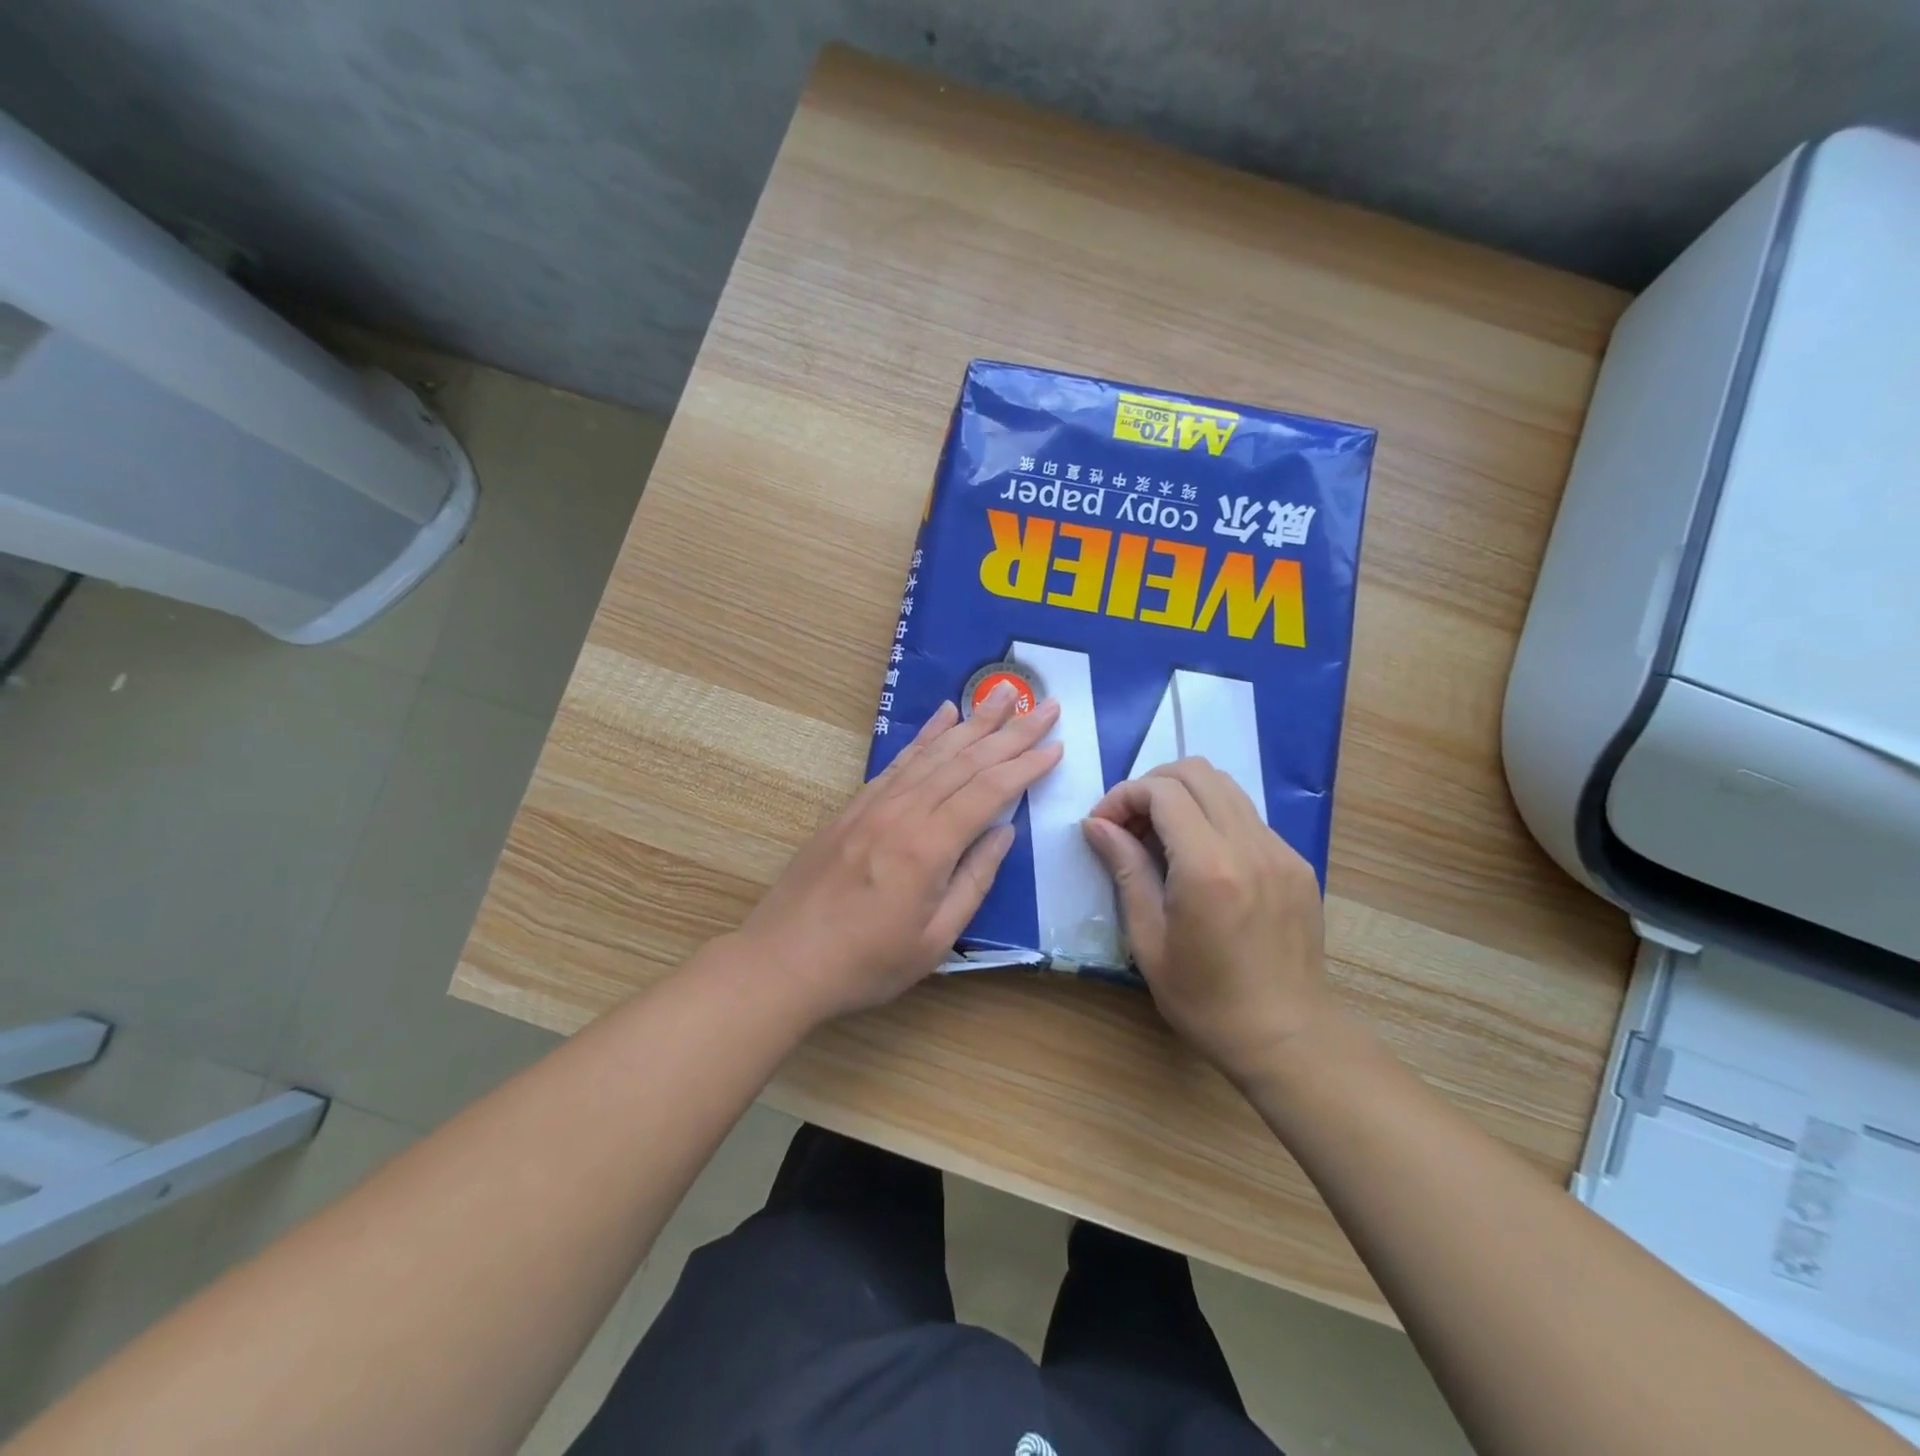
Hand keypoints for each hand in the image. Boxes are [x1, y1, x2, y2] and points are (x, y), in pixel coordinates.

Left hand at [739, 686, 1062, 1022]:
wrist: (784, 960)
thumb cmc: (867, 962)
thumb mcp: (935, 938)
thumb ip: (974, 880)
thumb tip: (1004, 832)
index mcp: (928, 847)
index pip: (989, 791)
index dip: (1026, 766)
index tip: (1056, 745)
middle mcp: (903, 812)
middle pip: (966, 760)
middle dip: (1011, 731)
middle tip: (1047, 705)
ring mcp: (875, 804)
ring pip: (934, 752)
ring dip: (973, 721)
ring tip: (1004, 694)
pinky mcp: (855, 806)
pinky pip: (899, 761)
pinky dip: (926, 735)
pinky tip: (944, 716)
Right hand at [1082, 758, 1331, 1085]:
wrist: (1287, 1037)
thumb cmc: (1205, 999)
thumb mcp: (1148, 939)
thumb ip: (1125, 870)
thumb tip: (1096, 824)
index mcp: (1209, 867)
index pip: (1162, 791)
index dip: (1123, 796)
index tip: (1102, 825)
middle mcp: (1250, 845)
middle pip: (1197, 772)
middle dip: (1152, 785)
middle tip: (1129, 824)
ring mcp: (1281, 851)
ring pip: (1226, 787)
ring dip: (1184, 797)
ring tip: (1160, 837)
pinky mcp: (1297, 863)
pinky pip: (1247, 817)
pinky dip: (1213, 819)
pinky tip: (1200, 860)